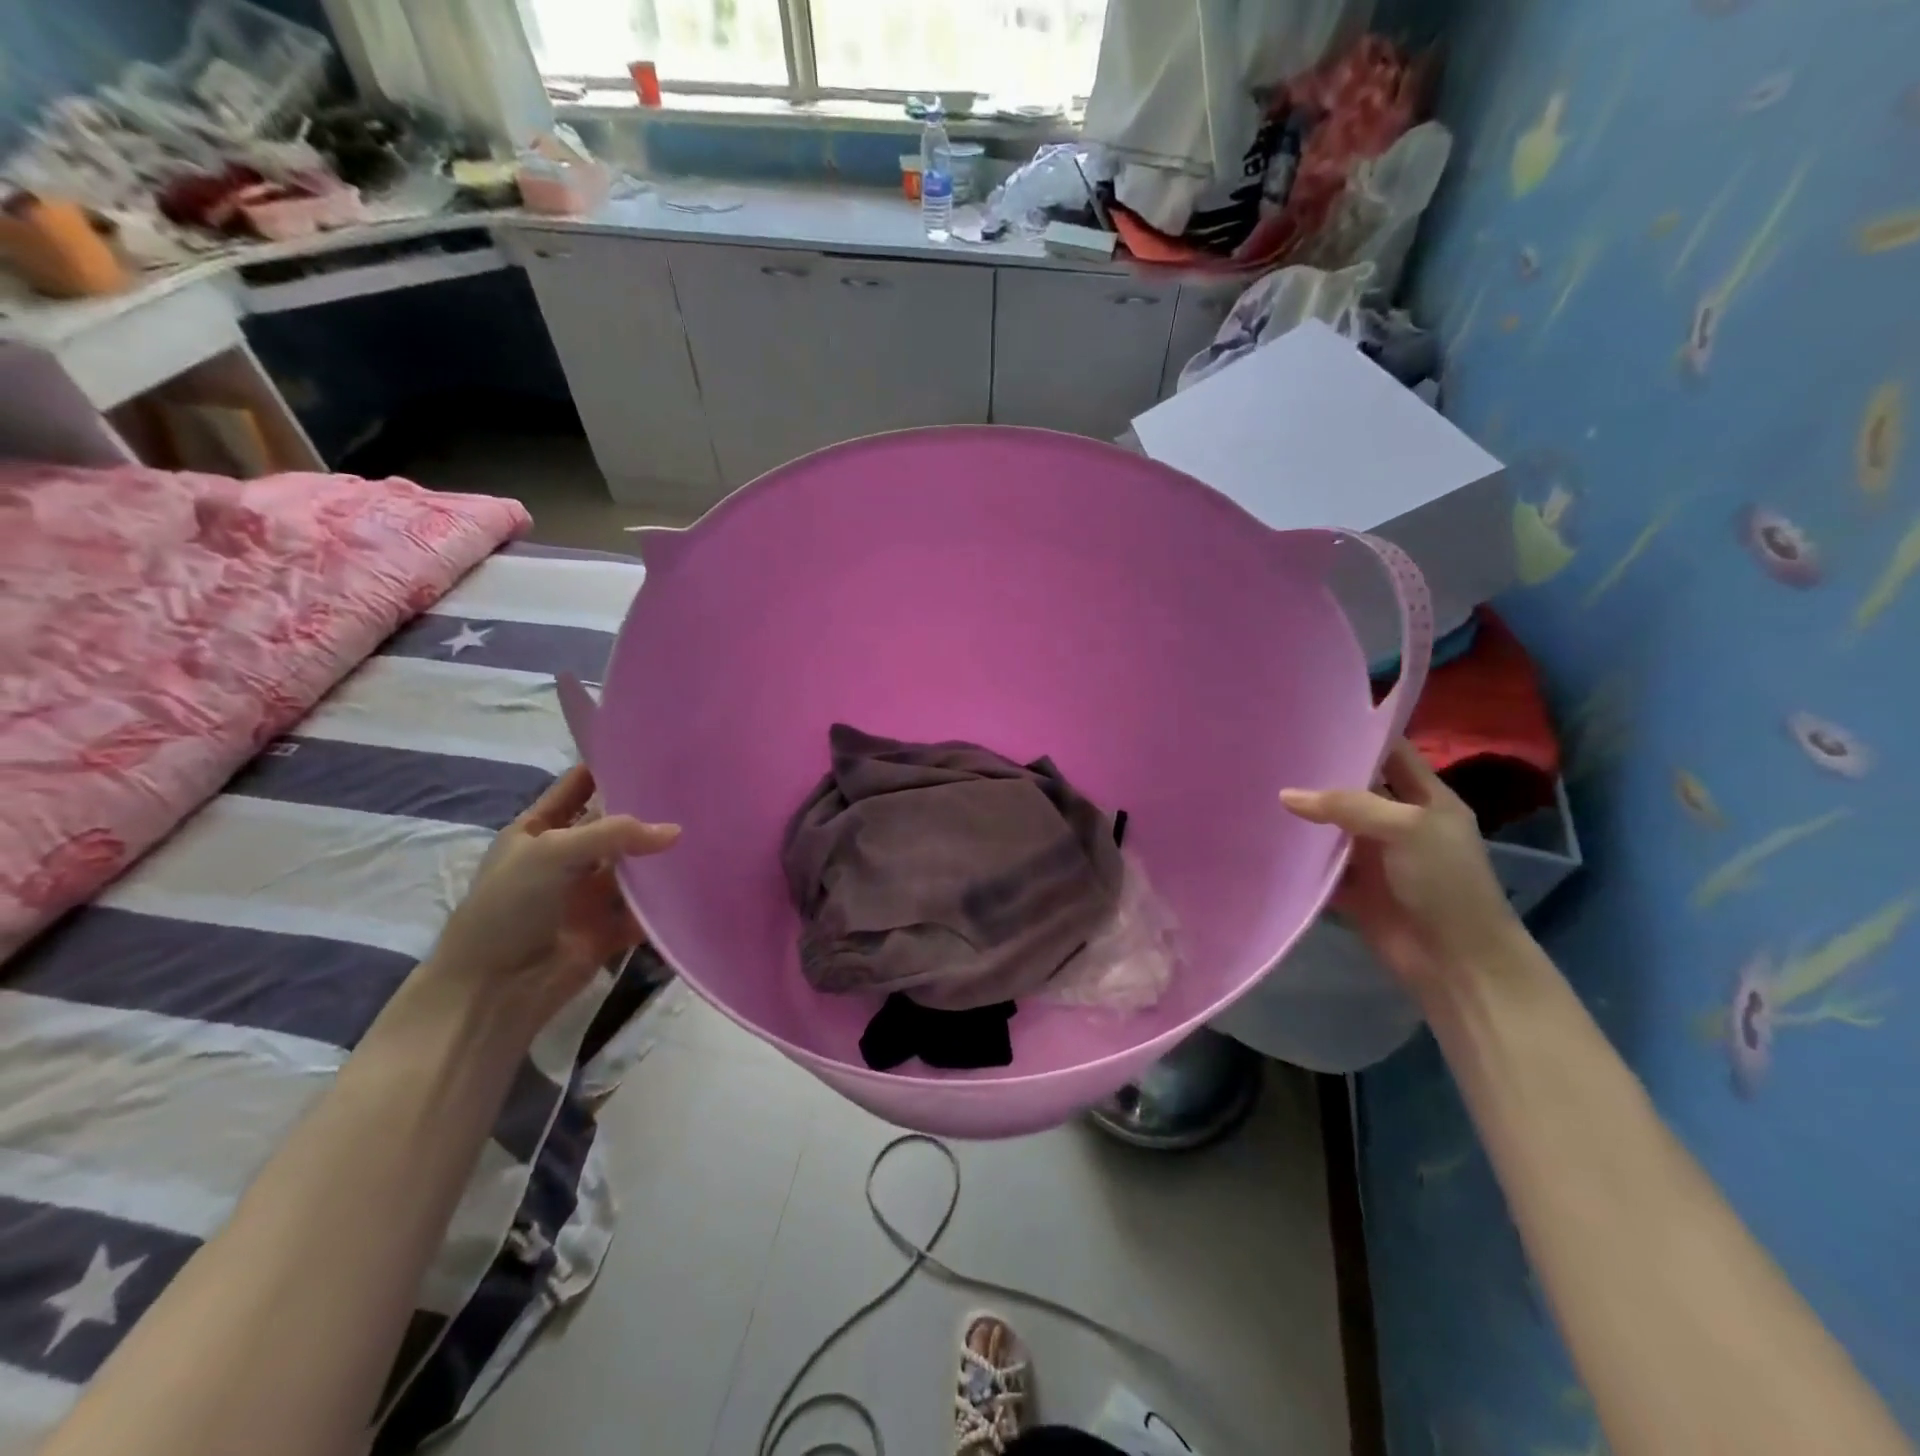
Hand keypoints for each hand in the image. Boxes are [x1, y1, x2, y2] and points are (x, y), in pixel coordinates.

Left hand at [426, 766, 679, 1027]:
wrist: (494, 989)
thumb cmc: (510, 907)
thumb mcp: (553, 852)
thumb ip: (615, 834)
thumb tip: (676, 832)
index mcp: (540, 829)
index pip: (579, 785)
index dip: (609, 765)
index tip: (653, 749)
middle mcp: (568, 856)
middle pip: (614, 824)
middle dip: (648, 809)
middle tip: (695, 788)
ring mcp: (589, 892)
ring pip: (634, 865)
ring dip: (661, 854)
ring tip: (708, 828)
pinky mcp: (610, 927)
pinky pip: (645, 907)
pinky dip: (667, 898)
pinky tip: (698, 879)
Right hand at [1281, 740, 1521, 993]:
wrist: (1456, 961)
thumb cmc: (1444, 882)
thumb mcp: (1406, 828)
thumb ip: (1347, 805)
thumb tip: (1287, 795)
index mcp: (1426, 799)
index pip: (1391, 754)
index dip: (1360, 735)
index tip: (1313, 720)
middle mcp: (1398, 822)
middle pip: (1353, 789)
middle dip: (1318, 775)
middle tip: (1273, 753)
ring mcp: (1374, 856)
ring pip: (1330, 827)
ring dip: (1302, 816)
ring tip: (1257, 788)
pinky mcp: (1352, 887)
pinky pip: (1318, 865)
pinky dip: (1296, 857)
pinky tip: (1262, 838)